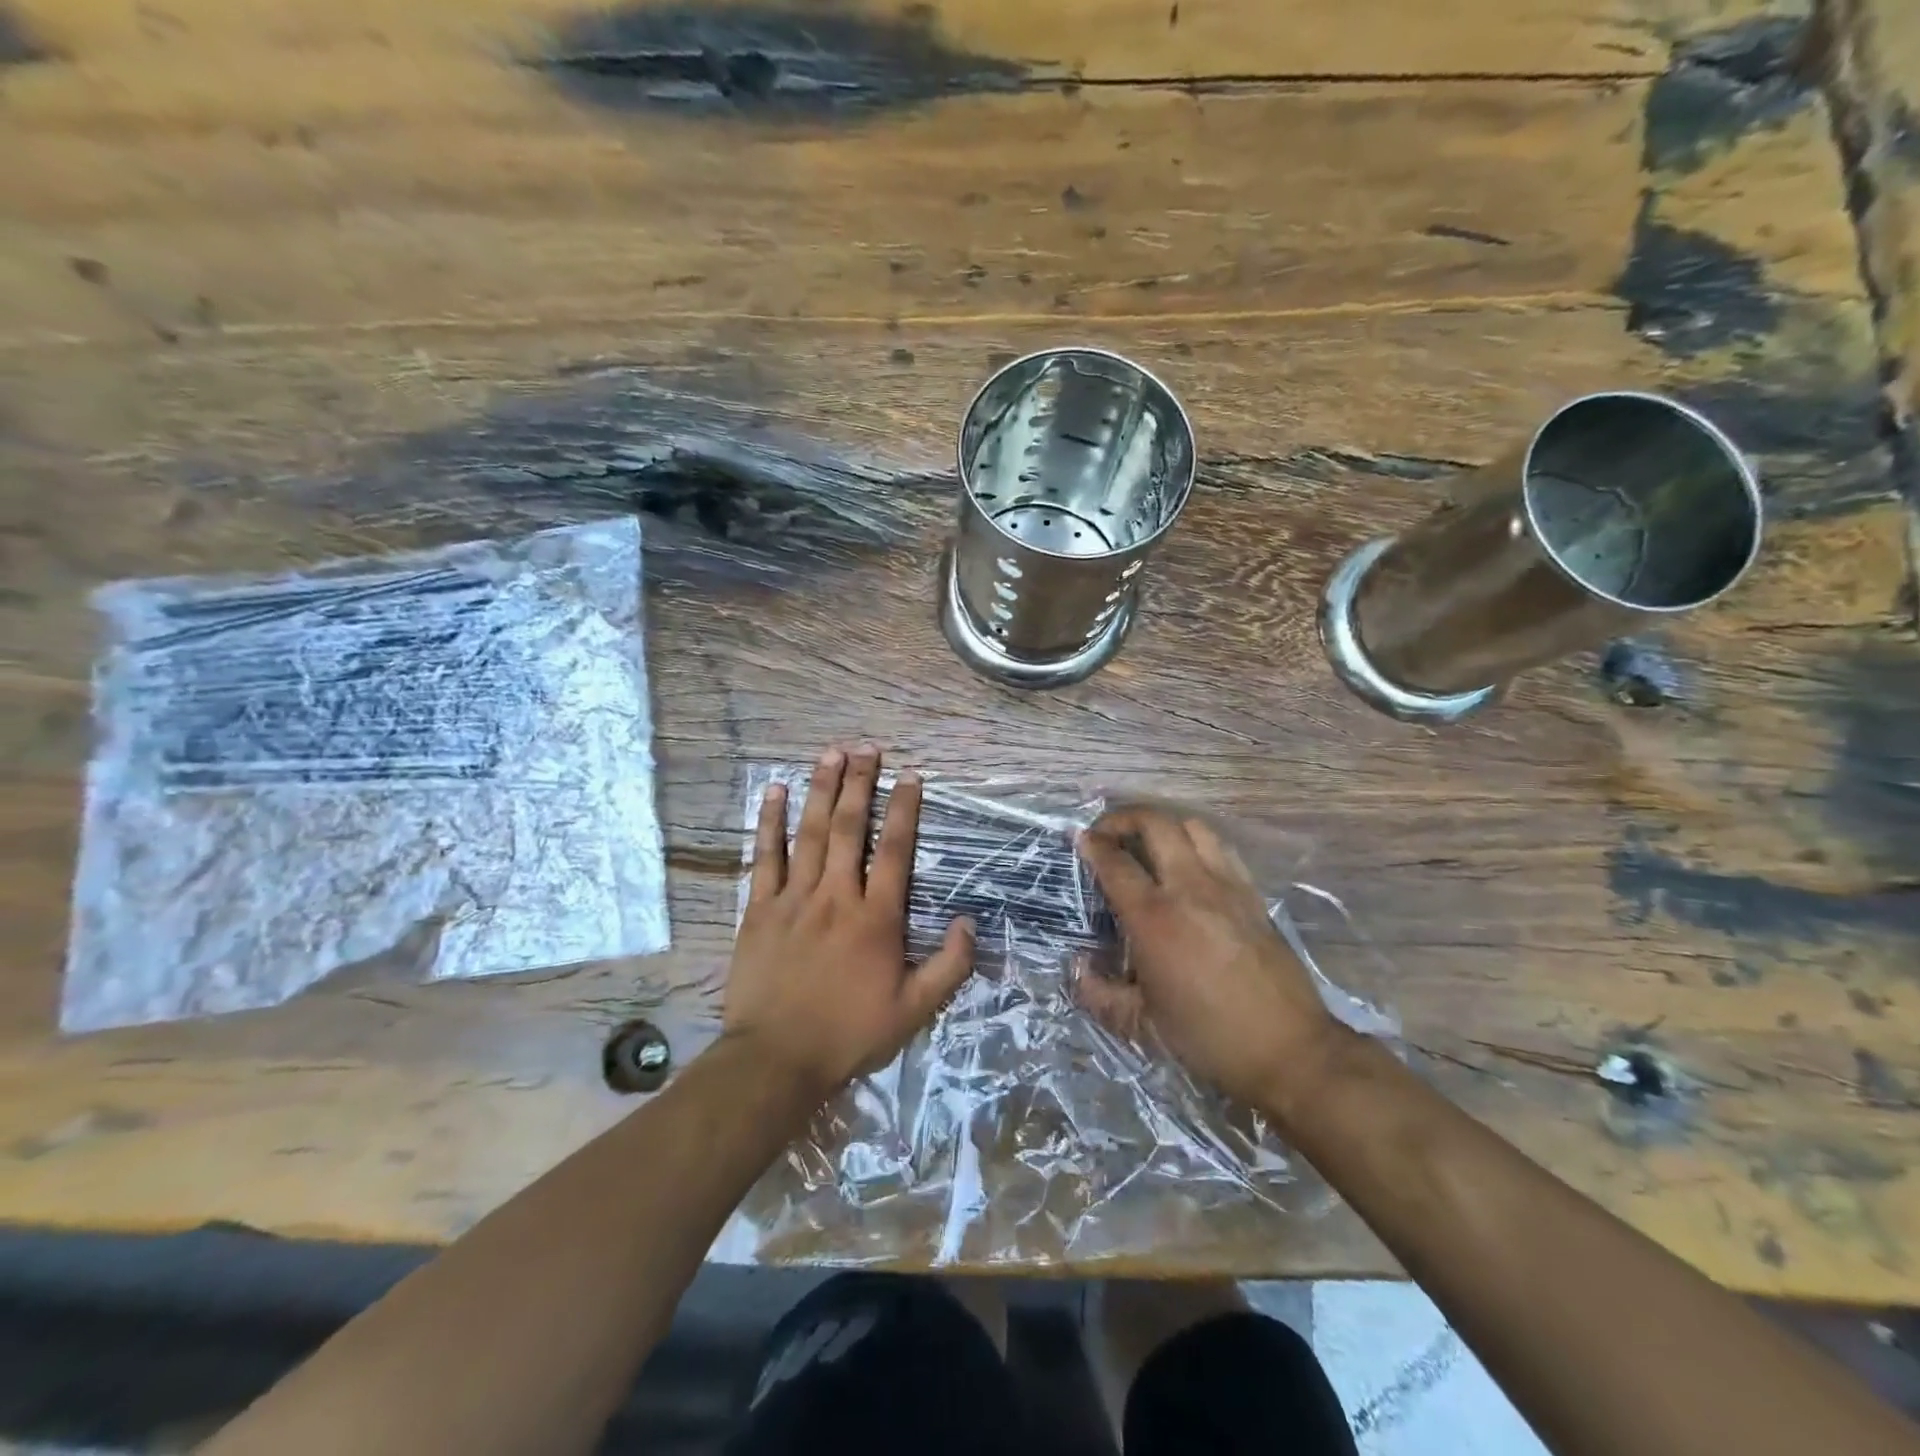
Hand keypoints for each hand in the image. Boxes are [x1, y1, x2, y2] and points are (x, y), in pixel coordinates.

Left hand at [722, 746, 975, 1101]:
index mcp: (876, 918)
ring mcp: (795, 898)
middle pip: (851, 828)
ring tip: (831, 753)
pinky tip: (774, 791)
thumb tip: (971, 923)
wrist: (775, 1059)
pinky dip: (770, 821)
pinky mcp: (760, 909)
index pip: (895, 851)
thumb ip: (949, 967)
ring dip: (823, 789)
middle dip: (861, 784)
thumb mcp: (913, 1011)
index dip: (905, 809)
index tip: (911, 776)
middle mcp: (837, 896)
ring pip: (811, 832)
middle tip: (867, 747)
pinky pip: (765, 856)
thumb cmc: (848, 1034)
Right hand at [1074, 807, 1342, 1117]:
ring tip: (1148, 844)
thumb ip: (1099, 995)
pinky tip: (1190, 867)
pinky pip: (1222, 849)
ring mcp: (1227, 887)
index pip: (1115, 863)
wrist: (1290, 1051)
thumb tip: (1077, 968)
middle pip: (1155, 824)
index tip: (1080, 839)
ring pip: (1193, 826)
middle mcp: (1190, 888)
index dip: (1092, 844)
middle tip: (1108, 833)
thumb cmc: (1208, 1038)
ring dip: (1163, 825)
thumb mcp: (1142, 1026)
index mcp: (1155, 918)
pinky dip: (1197, 843)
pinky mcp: (1254, 896)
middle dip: (1124, 818)